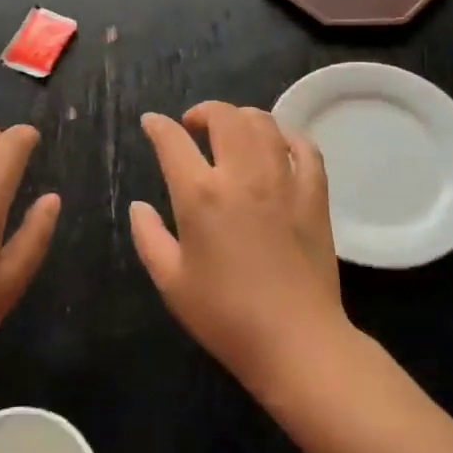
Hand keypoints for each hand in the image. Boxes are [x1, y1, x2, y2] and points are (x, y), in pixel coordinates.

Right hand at [130, 103, 349, 392]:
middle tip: (193, 126)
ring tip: (232, 131)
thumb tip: (138, 206)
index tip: (152, 123)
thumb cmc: (225, 316)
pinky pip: (305, 148)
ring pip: (264, 123)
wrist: (296, 341)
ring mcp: (283, 180)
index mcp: (200, 194)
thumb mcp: (171, 281)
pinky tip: (278, 146)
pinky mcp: (314, 194)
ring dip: (242, 118)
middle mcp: (242, 174)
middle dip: (203, 111)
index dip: (157, 126)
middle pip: (224, 117)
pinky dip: (288, 137)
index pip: (172, 141)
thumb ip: (148, 237)